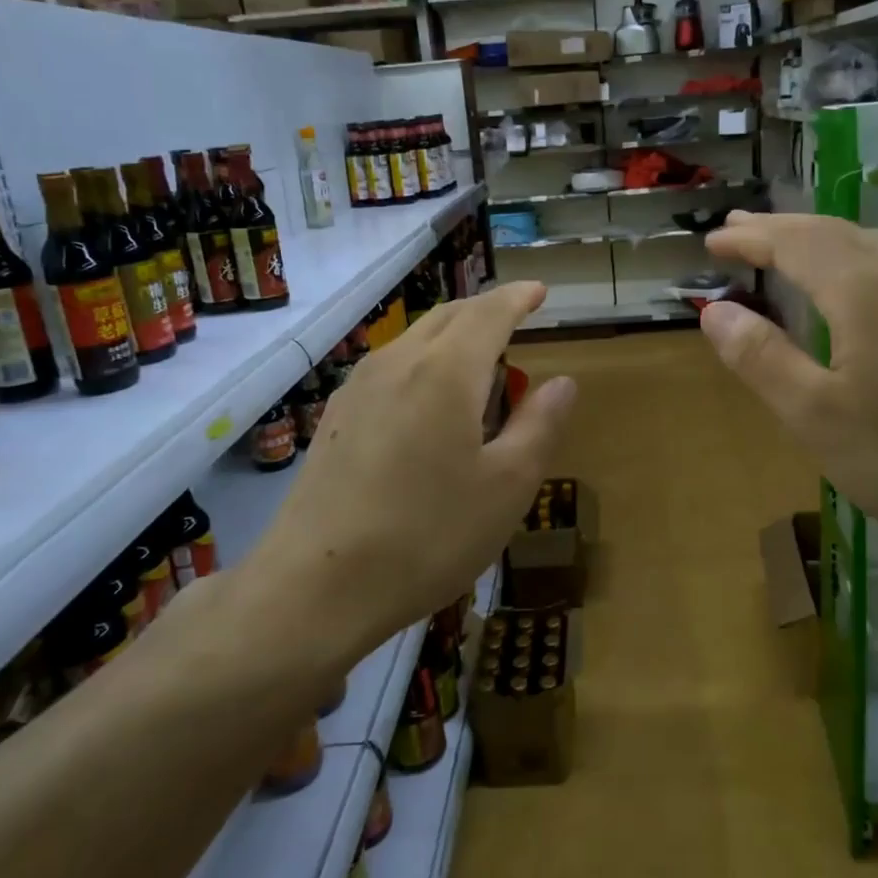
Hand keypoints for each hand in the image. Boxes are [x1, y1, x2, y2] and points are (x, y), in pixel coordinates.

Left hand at [242, 281, 575, 660]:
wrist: (315, 586)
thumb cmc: (427, 535)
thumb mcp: (507, 486)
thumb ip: (539, 425)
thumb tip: (562, 382)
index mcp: (447, 371)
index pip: (489, 312)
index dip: (517, 298)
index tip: (538, 291)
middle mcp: (399, 362)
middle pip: (449, 316)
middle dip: (486, 311)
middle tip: (515, 321)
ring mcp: (359, 387)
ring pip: (415, 339)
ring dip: (453, 336)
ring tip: (478, 362)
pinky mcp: (337, 416)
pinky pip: (392, 366)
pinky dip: (424, 362)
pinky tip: (428, 401)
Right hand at [702, 213, 877, 567]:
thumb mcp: (816, 417)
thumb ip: (761, 358)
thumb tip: (716, 311)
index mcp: (865, 291)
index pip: (794, 243)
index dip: (749, 239)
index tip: (711, 242)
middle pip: (830, 231)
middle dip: (777, 228)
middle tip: (734, 231)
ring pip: (866, 242)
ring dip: (815, 237)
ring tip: (781, 245)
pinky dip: (849, 254)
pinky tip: (848, 281)